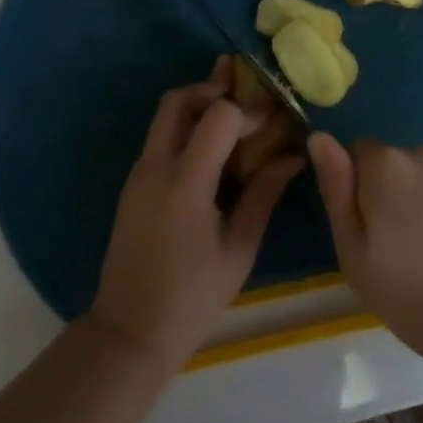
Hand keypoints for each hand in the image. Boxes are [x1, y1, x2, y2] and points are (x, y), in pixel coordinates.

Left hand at [88, 58, 303, 370]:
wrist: (130, 332)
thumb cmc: (193, 297)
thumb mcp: (239, 249)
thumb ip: (264, 194)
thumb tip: (292, 155)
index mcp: (185, 182)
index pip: (218, 116)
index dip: (248, 111)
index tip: (272, 123)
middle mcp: (155, 167)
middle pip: (179, 100)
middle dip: (213, 90)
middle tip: (245, 100)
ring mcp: (138, 174)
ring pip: (165, 116)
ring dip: (198, 107)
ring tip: (233, 121)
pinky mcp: (133, 185)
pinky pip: (160, 139)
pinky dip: (186, 129)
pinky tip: (212, 152)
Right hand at [308, 132, 422, 366]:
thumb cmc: (416, 290)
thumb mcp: (355, 250)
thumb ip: (335, 188)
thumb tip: (319, 137)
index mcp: (384, 162)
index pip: (350, 154)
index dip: (349, 191)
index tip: (359, 232)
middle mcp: (418, 154)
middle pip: (382, 166)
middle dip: (379, 197)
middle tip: (385, 252)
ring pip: (411, 181)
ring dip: (408, 207)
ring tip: (418, 259)